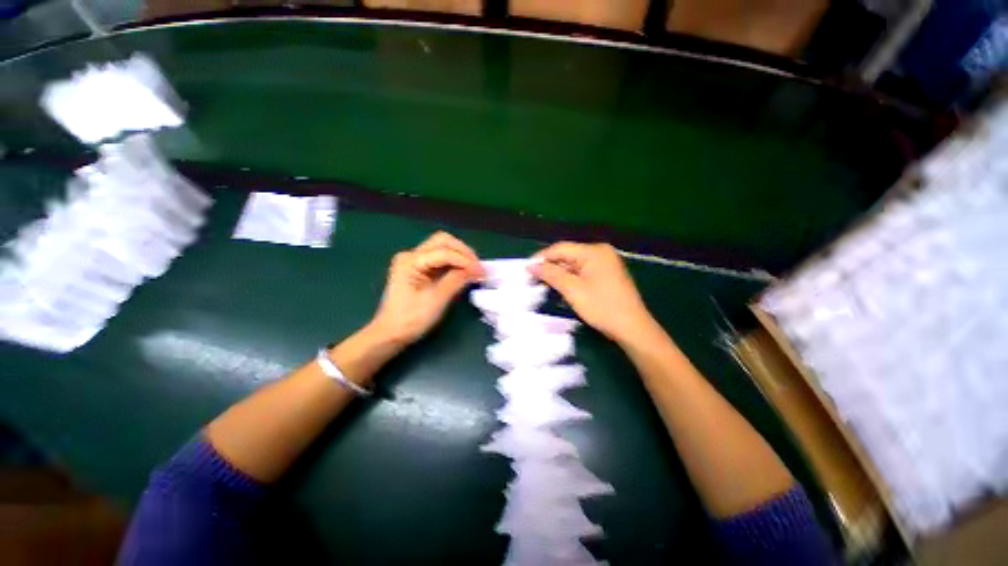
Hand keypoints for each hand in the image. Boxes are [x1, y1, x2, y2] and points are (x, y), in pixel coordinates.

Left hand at [369, 232, 483, 346]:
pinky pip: (440, 258)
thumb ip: (456, 280)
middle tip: (478, 267)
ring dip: (460, 255)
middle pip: (442, 241)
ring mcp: (414, 261)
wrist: (390, 334)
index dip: (465, 260)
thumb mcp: (436, 300)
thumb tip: (476, 269)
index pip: (444, 252)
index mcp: (410, 261)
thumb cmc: (411, 319)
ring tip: (474, 269)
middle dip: (463, 251)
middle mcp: (411, 255)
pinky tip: (464, 271)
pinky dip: (454, 262)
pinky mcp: (418, 268)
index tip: (482, 272)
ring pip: (442, 247)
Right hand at [530, 242, 656, 342]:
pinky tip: (560, 288)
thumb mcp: (572, 290)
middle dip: (550, 267)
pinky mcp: (606, 275)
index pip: (561, 248)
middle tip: (532, 279)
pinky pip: (582, 273)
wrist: (632, 328)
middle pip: (567, 256)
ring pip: (574, 265)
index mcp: (594, 251)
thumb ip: (551, 274)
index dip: (542, 257)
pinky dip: (570, 279)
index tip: (526, 269)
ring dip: (558, 274)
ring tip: (542, 285)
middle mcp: (600, 253)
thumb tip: (531, 266)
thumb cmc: (602, 307)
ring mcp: (605, 264)